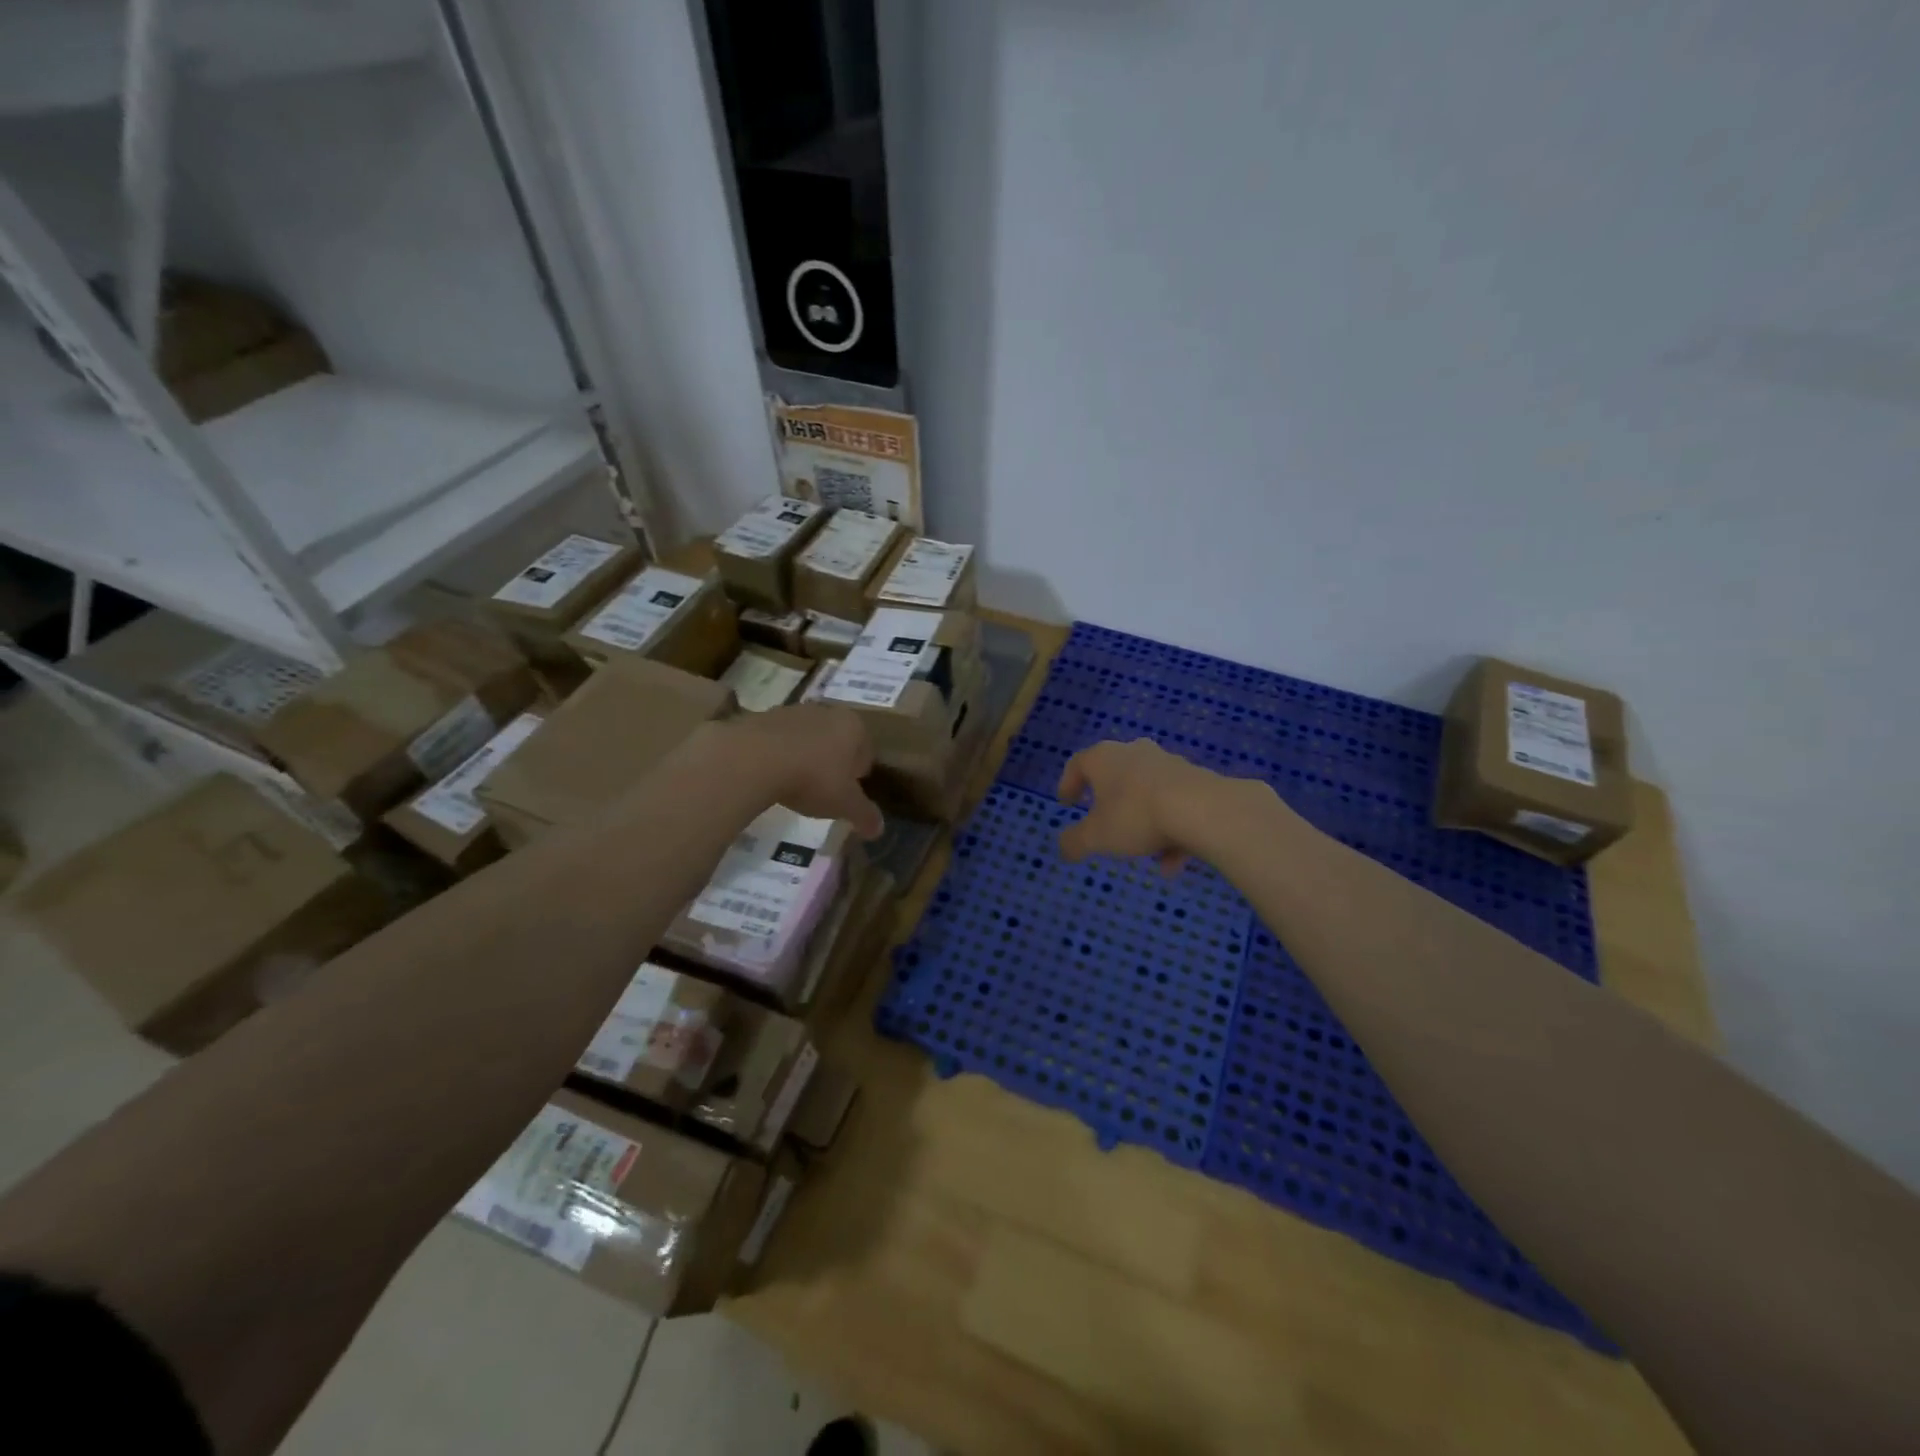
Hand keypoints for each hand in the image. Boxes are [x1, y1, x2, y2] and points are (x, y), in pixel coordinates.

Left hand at [719, 705, 883, 838]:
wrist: (753, 759)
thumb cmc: (812, 778)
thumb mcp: (844, 804)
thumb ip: (864, 815)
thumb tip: (878, 830)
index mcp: (852, 726)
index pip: (866, 750)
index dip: (859, 773)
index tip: (848, 792)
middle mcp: (825, 711)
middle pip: (836, 739)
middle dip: (833, 762)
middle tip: (823, 789)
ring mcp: (791, 711)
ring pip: (806, 737)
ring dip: (804, 756)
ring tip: (794, 784)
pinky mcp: (761, 717)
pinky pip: (778, 739)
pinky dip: (778, 754)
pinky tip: (771, 775)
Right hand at [1056, 739, 1222, 876]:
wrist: (1203, 809)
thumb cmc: (1136, 816)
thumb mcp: (1096, 837)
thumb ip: (1074, 842)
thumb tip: (1064, 848)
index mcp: (1104, 758)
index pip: (1078, 764)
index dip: (1068, 785)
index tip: (1067, 804)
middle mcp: (1135, 753)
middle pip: (1115, 776)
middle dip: (1110, 803)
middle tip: (1104, 824)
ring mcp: (1169, 764)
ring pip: (1148, 794)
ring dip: (1143, 823)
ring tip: (1145, 855)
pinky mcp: (1197, 779)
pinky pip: (1175, 806)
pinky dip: (1170, 831)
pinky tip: (1173, 862)